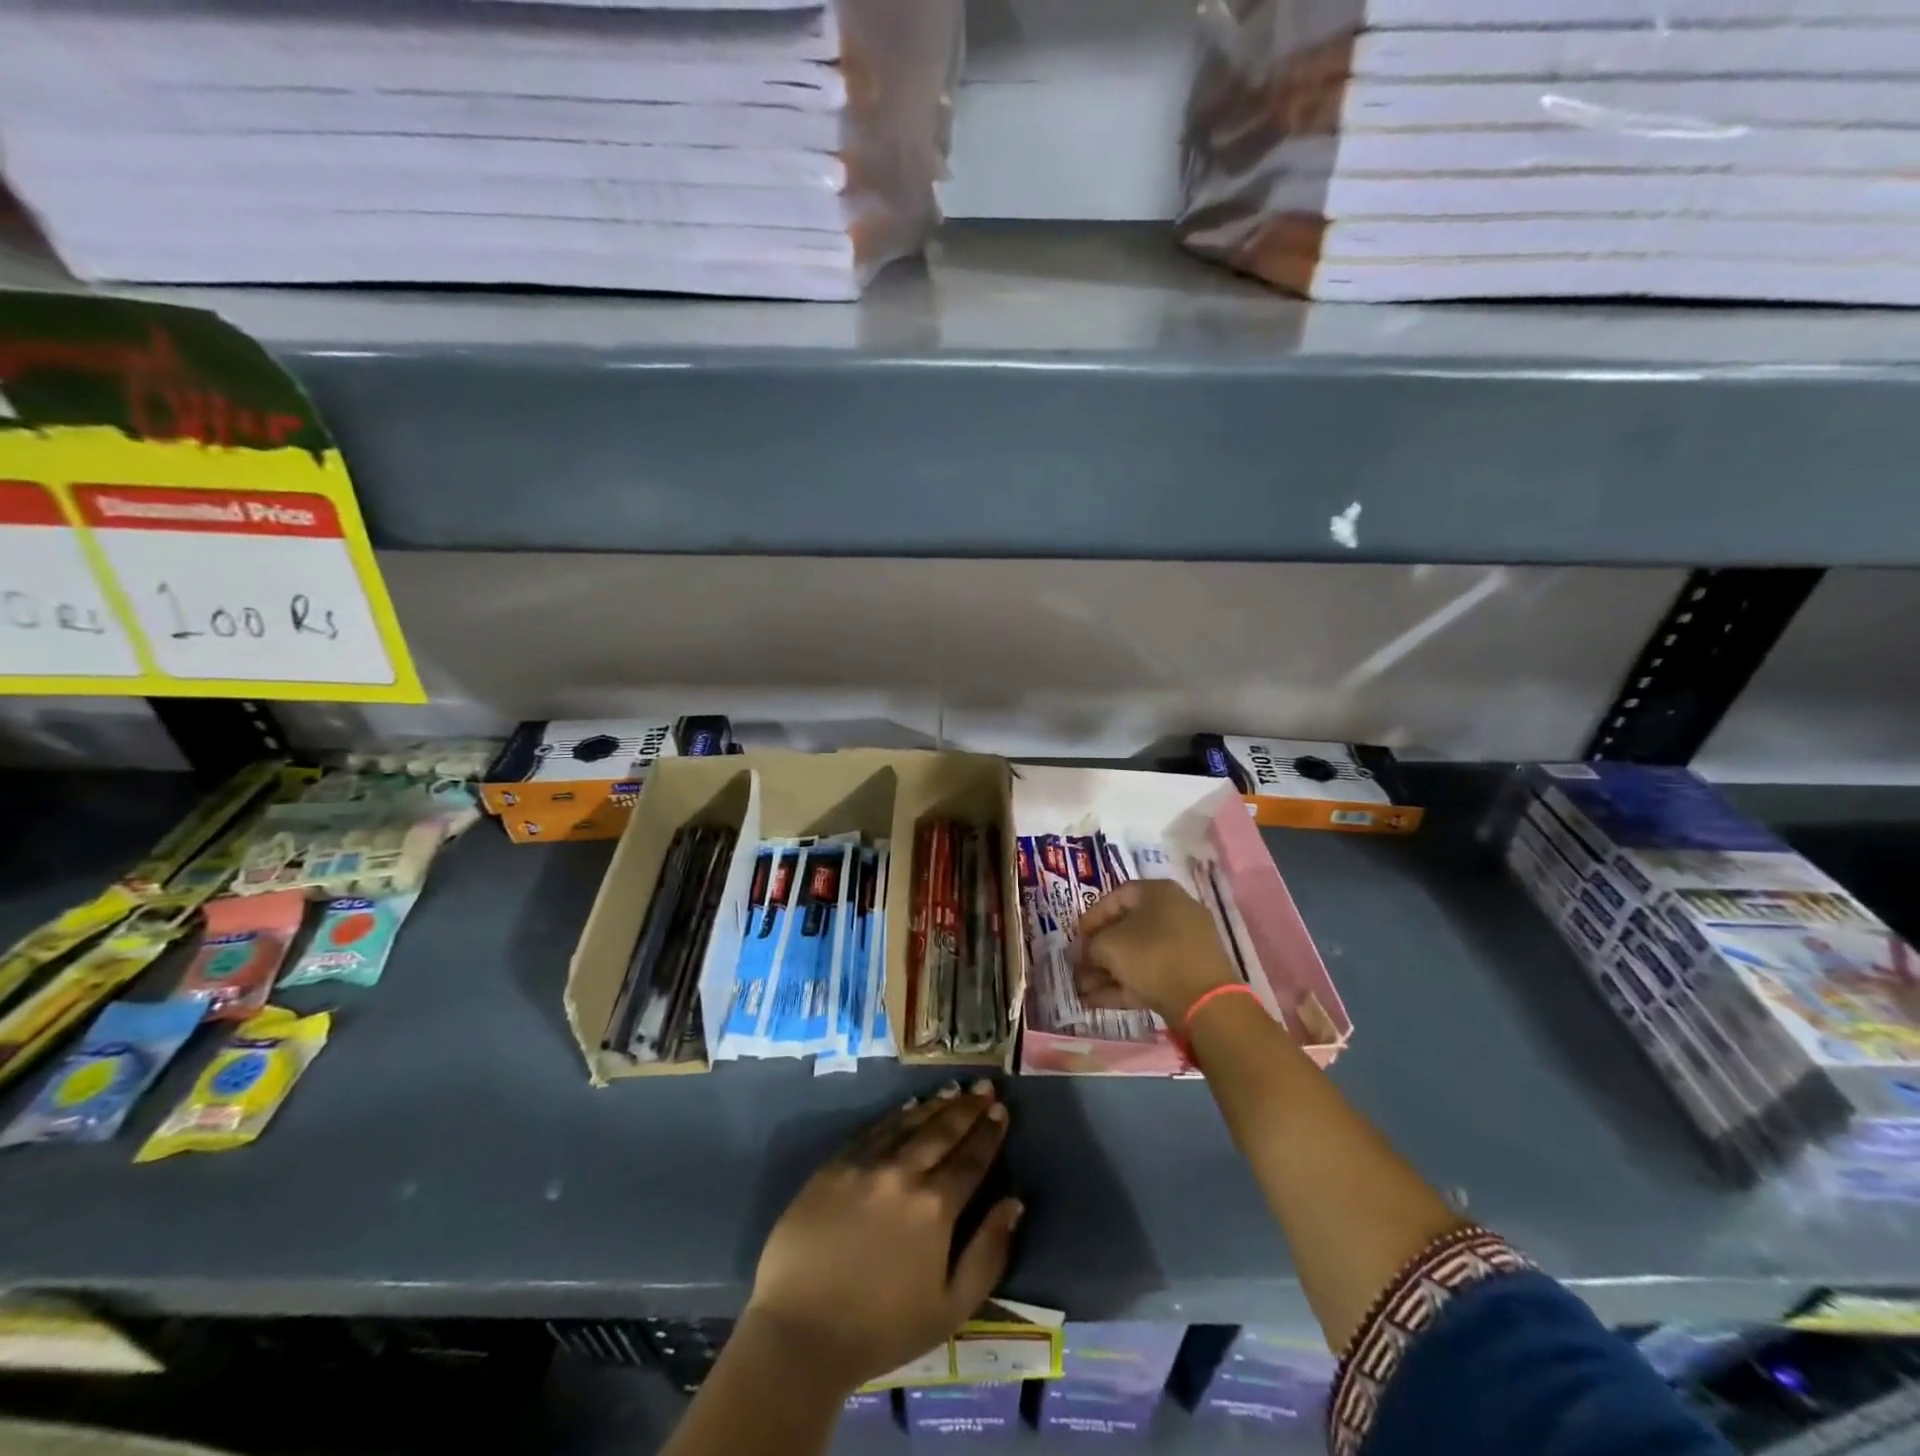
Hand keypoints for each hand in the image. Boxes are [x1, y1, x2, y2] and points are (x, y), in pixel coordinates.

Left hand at [745, 1082, 1022, 1394]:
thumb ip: (988, 1253)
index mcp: (935, 1208)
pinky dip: (896, 1116)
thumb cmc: (882, 1329)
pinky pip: (873, 1131)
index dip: (989, 1133)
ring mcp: (865, 1165)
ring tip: (954, 1090)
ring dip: (935, 1105)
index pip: (971, 1159)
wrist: (801, 1334)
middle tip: (985, 1088)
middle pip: (942, 1132)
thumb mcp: (951, 1308)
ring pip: (909, 1124)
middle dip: (967, 1108)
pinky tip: (908, 1108)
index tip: (1001, 1110)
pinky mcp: (834, 1166)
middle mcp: (903, 1174)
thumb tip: (1014, 1204)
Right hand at [1072, 878, 1239, 1025]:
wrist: (1204, 1000)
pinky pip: (1150, 975)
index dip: (1091, 918)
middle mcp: (1173, 913)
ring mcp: (1184, 946)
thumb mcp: (1109, 945)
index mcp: (1158, 893)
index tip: (1075, 938)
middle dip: (1097, 951)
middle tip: (1076, 967)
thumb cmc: (1152, 955)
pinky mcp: (1188, 976)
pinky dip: (1123, 986)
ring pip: (1136, 956)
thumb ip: (1089, 946)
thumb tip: (1081, 953)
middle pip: (1126, 929)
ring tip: (1079, 990)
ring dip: (1106, 972)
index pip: (1116, 897)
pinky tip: (1094, 1001)